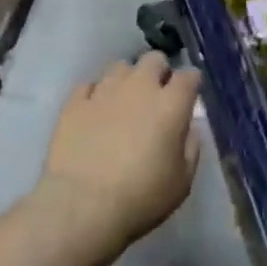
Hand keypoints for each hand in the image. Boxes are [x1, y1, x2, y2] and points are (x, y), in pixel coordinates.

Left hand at [37, 52, 201, 261]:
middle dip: (159, 72)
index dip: (191, 84)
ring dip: (127, 80)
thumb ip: (191, 148)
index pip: (188, 76)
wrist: (82, 206)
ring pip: (120, 67)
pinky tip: (96, 111)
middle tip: (157, 96)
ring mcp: (104, 90)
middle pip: (154, 59)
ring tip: (124, 102)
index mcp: (170, 104)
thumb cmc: (140, 197)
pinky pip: (90, 85)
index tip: (189, 96)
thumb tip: (188, 127)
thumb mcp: (182, 182)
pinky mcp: (75, 102)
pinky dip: (96, 94)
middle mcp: (139, 86)